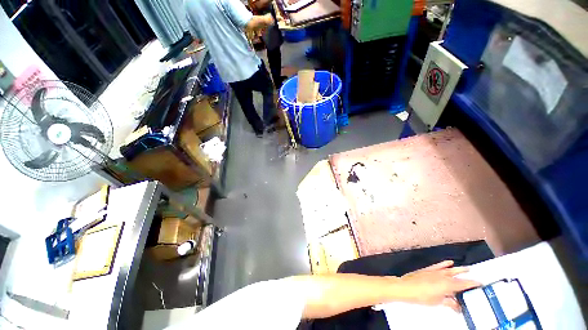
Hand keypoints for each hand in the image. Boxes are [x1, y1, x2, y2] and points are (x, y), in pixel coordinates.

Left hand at [395, 260, 480, 311]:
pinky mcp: (427, 269)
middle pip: (457, 275)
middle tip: (475, 276)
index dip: (473, 283)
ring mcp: (434, 271)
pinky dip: (444, 264)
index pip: (463, 284)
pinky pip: (438, 265)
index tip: (480, 283)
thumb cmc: (421, 296)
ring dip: (458, 269)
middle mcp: (442, 276)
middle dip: (467, 275)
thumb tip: (457, 305)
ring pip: (449, 269)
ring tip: (467, 268)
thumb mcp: (438, 302)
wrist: (406, 287)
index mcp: (447, 284)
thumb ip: (450, 303)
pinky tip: (449, 262)